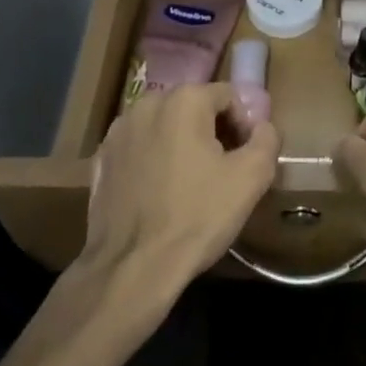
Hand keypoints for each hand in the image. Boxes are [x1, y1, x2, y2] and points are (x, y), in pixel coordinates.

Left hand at [81, 84, 281, 295]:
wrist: (133, 268)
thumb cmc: (197, 217)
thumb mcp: (251, 178)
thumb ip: (266, 139)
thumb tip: (262, 127)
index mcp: (185, 100)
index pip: (228, 96)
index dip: (244, 125)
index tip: (245, 158)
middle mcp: (148, 104)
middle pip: (193, 107)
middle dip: (212, 131)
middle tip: (222, 170)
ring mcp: (118, 131)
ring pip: (163, 126)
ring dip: (180, 143)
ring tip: (189, 182)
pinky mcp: (99, 159)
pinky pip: (138, 148)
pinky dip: (152, 160)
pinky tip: (158, 193)